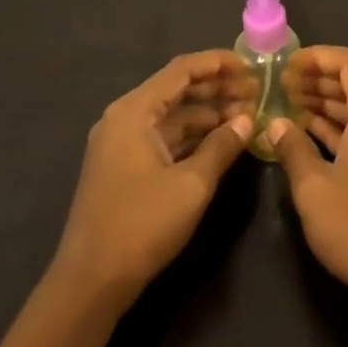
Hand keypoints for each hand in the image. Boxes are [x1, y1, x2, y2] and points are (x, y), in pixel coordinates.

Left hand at [53, 51, 255, 307]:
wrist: (90, 283)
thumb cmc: (140, 225)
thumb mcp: (191, 185)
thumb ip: (222, 146)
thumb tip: (248, 120)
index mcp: (134, 111)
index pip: (182, 70)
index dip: (219, 63)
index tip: (252, 66)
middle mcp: (125, 117)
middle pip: (177, 89)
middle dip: (218, 88)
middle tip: (257, 92)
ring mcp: (123, 142)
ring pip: (172, 114)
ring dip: (208, 113)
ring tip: (247, 116)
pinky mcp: (125, 165)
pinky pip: (165, 136)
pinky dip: (193, 135)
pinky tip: (222, 140)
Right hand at [269, 46, 347, 313]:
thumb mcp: (315, 189)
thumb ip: (293, 149)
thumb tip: (276, 123)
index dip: (317, 57)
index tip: (286, 65)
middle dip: (317, 80)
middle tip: (280, 86)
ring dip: (326, 105)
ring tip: (288, 107)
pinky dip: (339, 129)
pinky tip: (310, 137)